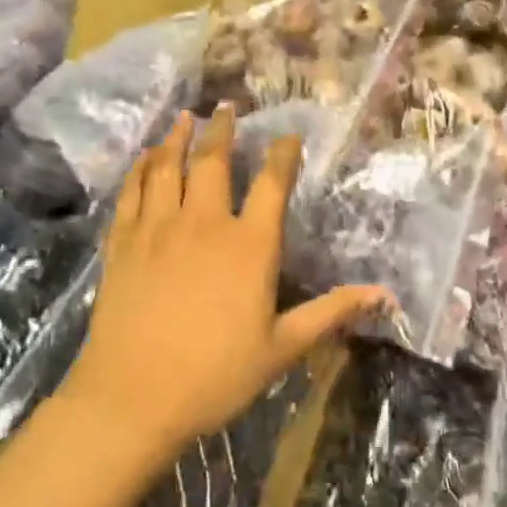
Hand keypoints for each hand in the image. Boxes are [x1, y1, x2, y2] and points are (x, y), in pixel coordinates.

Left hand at [68, 107, 387, 456]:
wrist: (131, 399)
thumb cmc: (215, 376)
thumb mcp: (283, 348)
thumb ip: (331, 312)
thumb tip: (384, 296)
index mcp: (249, 246)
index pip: (272, 183)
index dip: (282, 155)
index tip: (287, 136)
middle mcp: (204, 224)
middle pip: (213, 161)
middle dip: (222, 130)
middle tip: (227, 106)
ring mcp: (157, 230)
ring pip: (167, 167)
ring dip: (178, 138)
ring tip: (185, 118)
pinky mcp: (122, 244)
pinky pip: (131, 193)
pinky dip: (140, 170)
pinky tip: (145, 159)